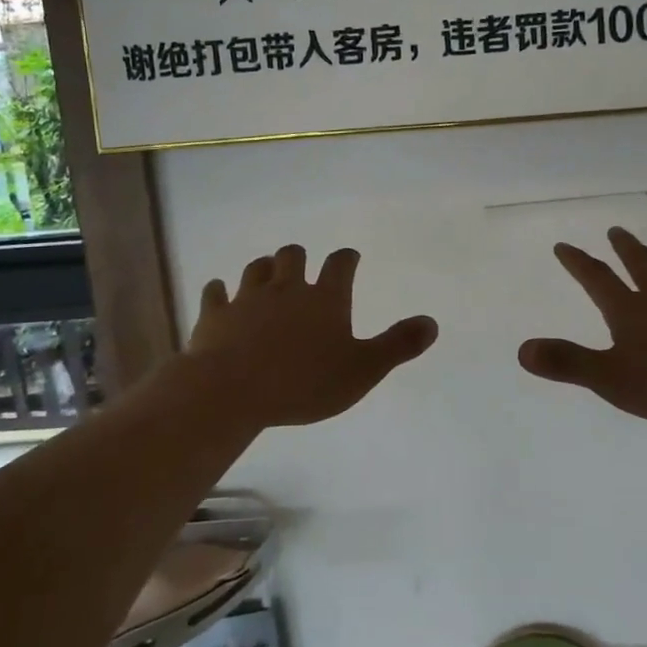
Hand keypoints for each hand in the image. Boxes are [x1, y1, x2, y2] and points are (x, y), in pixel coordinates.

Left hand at [187, 244, 437, 427]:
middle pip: (293, 256)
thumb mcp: (363, 370)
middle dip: (300, 256)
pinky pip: (215, 293)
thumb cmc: (304, 382)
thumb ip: (398, 345)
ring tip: (268, 273)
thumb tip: (432, 322)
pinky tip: (220, 292)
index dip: (347, 258)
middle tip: (303, 265)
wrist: (232, 390)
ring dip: (264, 268)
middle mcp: (286, 289)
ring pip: (256, 269)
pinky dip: (219, 291)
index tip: (350, 257)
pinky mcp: (214, 315)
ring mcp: (247, 299)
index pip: (340, 264)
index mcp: (325, 298)